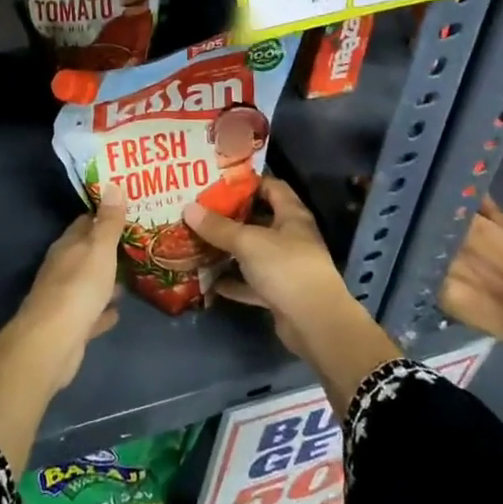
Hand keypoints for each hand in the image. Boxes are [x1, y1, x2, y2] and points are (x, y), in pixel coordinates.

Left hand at [15, 195, 126, 389]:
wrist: (53, 341)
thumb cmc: (78, 288)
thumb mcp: (99, 249)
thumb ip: (108, 222)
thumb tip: (113, 186)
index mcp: (67, 246)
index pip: (85, 222)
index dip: (105, 214)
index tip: (128, 209)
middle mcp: (62, 268)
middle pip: (87, 252)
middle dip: (109, 247)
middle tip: (139, 241)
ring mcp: (65, 298)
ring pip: (89, 282)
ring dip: (107, 279)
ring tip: (134, 273)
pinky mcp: (71, 326)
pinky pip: (91, 313)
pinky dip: (103, 310)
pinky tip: (118, 311)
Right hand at [183, 177, 350, 356]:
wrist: (314, 322)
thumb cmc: (286, 268)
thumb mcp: (248, 242)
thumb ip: (218, 227)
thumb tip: (188, 208)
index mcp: (291, 215)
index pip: (272, 187)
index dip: (247, 182)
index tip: (218, 181)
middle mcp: (291, 237)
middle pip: (259, 219)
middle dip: (231, 216)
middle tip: (200, 210)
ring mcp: (286, 267)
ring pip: (253, 253)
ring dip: (229, 250)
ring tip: (198, 242)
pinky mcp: (279, 293)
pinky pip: (251, 283)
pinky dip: (233, 282)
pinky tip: (209, 281)